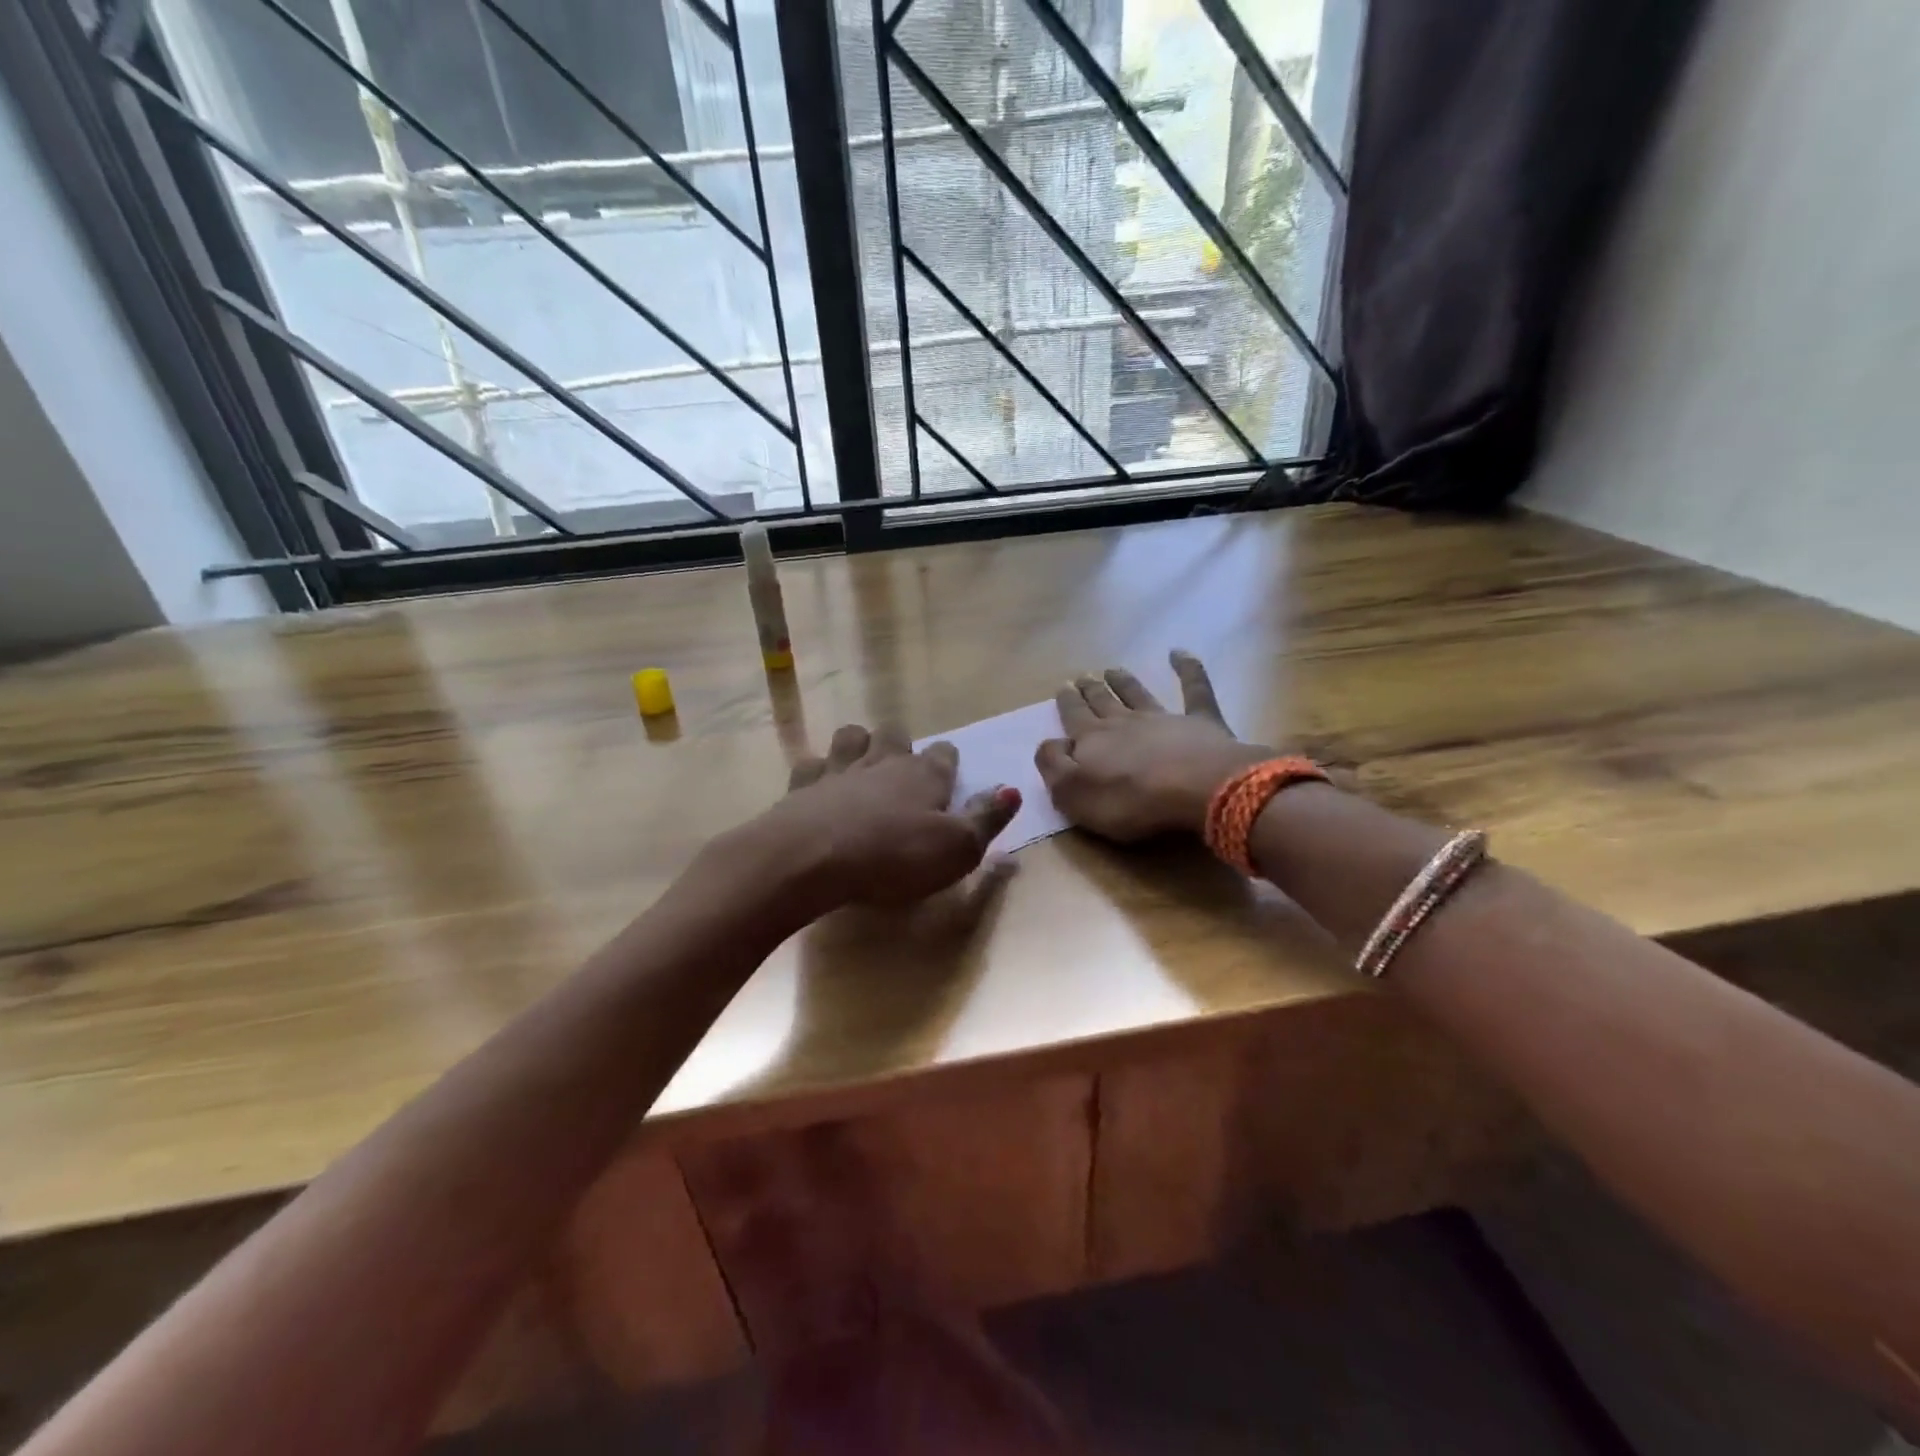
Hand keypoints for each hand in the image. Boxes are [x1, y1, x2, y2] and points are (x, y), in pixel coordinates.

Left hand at [755, 724, 1020, 914]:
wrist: (812, 858)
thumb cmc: (894, 856)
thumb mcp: (957, 848)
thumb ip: (986, 818)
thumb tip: (1012, 789)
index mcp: (924, 775)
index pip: (944, 754)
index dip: (948, 763)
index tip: (949, 777)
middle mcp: (883, 762)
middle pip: (895, 734)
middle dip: (901, 745)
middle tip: (903, 770)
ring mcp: (839, 769)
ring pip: (852, 737)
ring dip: (859, 745)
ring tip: (861, 766)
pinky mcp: (801, 786)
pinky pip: (812, 764)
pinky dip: (818, 771)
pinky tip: (819, 787)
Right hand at [1036, 650, 1269, 841]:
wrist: (1195, 788)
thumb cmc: (1129, 800)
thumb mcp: (1073, 793)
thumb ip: (1053, 766)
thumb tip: (1049, 743)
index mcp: (1092, 740)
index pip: (1074, 717)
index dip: (1067, 703)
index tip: (1063, 688)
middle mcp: (1124, 722)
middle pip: (1103, 702)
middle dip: (1090, 690)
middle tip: (1083, 677)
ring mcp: (1164, 718)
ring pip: (1138, 694)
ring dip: (1124, 681)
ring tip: (1113, 670)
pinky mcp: (1201, 722)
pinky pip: (1194, 689)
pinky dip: (1188, 669)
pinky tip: (1180, 653)